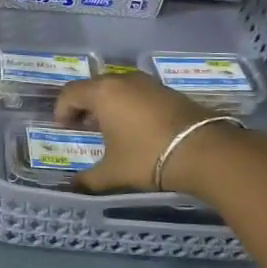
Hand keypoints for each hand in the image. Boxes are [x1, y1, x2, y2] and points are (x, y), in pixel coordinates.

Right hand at [54, 71, 223, 193]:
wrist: (204, 151)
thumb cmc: (147, 157)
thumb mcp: (113, 172)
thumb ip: (89, 179)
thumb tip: (73, 187)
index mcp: (102, 93)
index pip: (70, 93)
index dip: (62, 110)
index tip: (65, 128)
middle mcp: (122, 80)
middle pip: (93, 87)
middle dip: (84, 106)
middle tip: (84, 127)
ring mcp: (147, 82)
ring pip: (117, 87)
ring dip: (108, 104)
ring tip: (111, 128)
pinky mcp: (167, 89)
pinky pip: (137, 92)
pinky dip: (129, 104)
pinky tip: (136, 127)